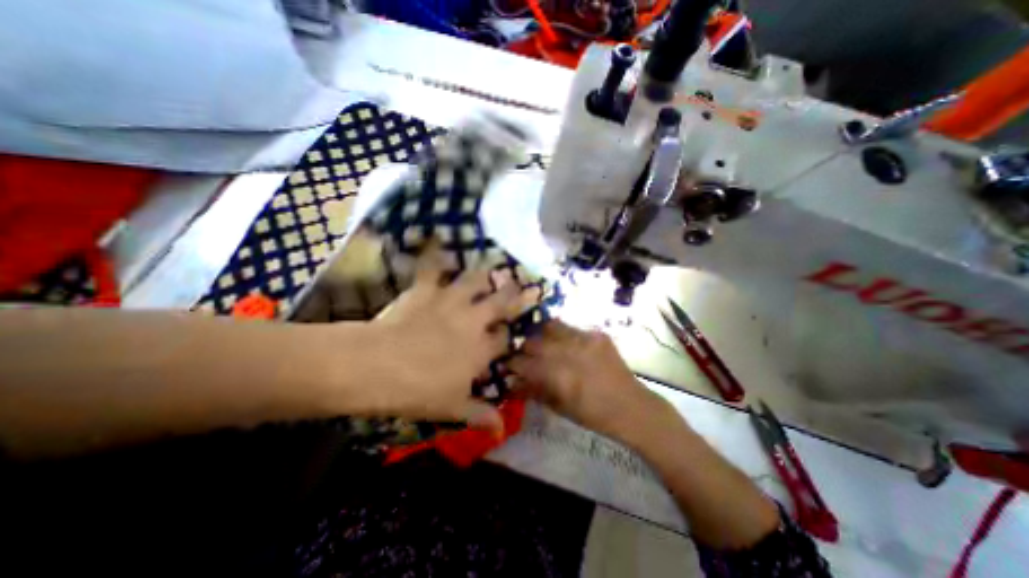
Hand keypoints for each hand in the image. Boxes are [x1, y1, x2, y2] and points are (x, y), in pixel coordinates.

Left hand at [359, 249, 534, 433]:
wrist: (376, 366)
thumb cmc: (417, 390)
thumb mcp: (452, 407)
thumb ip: (480, 415)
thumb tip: (502, 431)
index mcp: (480, 348)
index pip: (505, 338)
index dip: (510, 335)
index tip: (512, 333)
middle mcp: (473, 319)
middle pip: (501, 302)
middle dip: (515, 294)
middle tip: (525, 285)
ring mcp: (450, 301)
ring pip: (476, 280)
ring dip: (485, 275)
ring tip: (492, 268)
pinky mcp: (426, 290)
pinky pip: (433, 266)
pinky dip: (436, 254)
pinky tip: (439, 241)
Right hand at [508, 322, 667, 438]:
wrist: (632, 406)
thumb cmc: (593, 414)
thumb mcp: (559, 407)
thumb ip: (533, 391)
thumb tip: (512, 381)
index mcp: (559, 375)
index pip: (524, 363)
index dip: (512, 363)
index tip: (507, 364)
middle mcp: (570, 351)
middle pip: (534, 341)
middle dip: (524, 348)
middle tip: (524, 354)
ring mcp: (585, 339)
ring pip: (551, 326)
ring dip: (542, 335)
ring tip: (543, 343)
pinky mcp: (597, 334)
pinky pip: (572, 328)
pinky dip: (563, 335)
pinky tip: (566, 345)